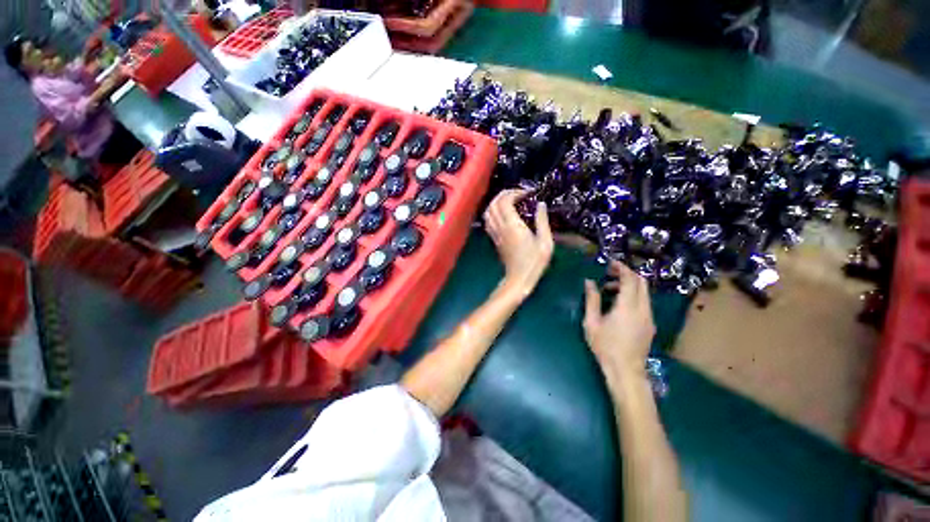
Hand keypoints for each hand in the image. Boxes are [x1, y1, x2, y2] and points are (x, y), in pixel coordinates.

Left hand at [484, 189, 553, 297]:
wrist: (518, 279)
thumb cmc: (534, 262)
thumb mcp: (545, 242)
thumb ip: (542, 221)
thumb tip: (541, 204)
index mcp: (512, 225)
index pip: (505, 201)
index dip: (515, 192)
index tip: (528, 193)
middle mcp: (500, 227)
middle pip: (494, 203)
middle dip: (505, 194)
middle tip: (519, 193)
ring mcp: (495, 233)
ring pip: (488, 211)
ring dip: (497, 202)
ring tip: (510, 201)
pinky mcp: (494, 239)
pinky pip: (488, 221)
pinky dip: (493, 212)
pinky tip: (503, 213)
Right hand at [583, 261, 655, 380]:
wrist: (626, 371)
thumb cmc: (605, 346)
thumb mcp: (592, 322)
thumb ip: (592, 300)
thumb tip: (589, 282)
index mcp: (627, 307)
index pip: (630, 280)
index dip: (622, 268)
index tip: (610, 263)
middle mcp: (643, 309)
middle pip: (642, 283)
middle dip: (627, 273)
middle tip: (610, 272)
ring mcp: (649, 317)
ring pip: (644, 293)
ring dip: (629, 286)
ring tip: (609, 290)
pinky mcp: (650, 324)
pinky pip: (644, 302)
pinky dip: (633, 296)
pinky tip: (618, 304)